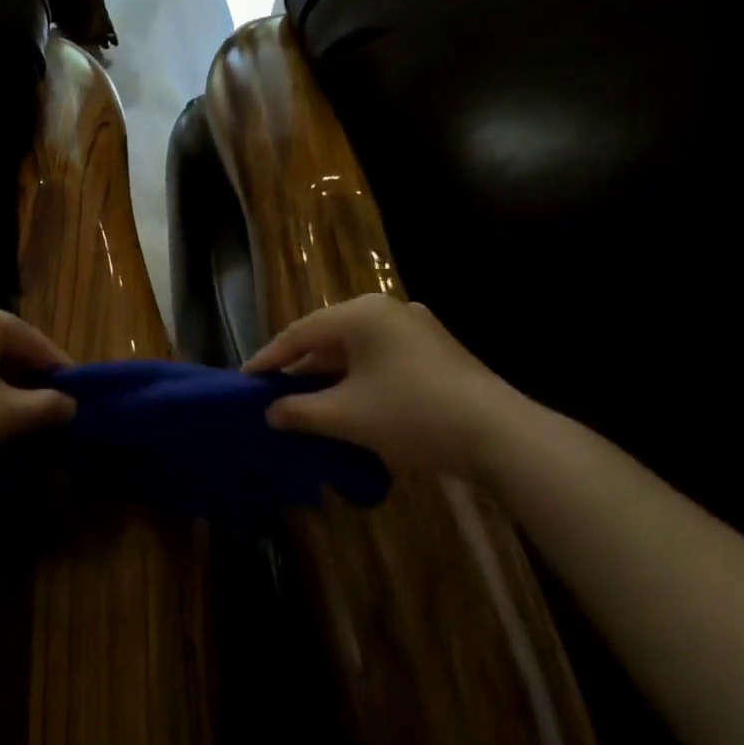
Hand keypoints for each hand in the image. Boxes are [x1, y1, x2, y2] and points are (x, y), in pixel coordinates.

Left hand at [0, 299, 76, 483]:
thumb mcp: (6, 415)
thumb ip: (46, 405)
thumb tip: (69, 404)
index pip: (33, 339)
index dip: (59, 369)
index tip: (77, 396)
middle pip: (3, 343)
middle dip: (28, 375)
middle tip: (48, 407)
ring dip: (0, 382)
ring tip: (16, 414)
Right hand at [242, 294, 527, 477]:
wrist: (498, 434)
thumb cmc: (412, 414)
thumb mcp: (347, 416)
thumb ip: (300, 410)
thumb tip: (270, 412)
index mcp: (362, 314)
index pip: (300, 332)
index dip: (270, 358)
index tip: (245, 379)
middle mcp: (386, 310)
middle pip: (328, 335)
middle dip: (298, 365)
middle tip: (271, 390)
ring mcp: (415, 327)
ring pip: (355, 347)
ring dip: (327, 373)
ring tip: (302, 398)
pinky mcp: (433, 349)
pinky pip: (379, 356)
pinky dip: (355, 376)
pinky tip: (345, 400)